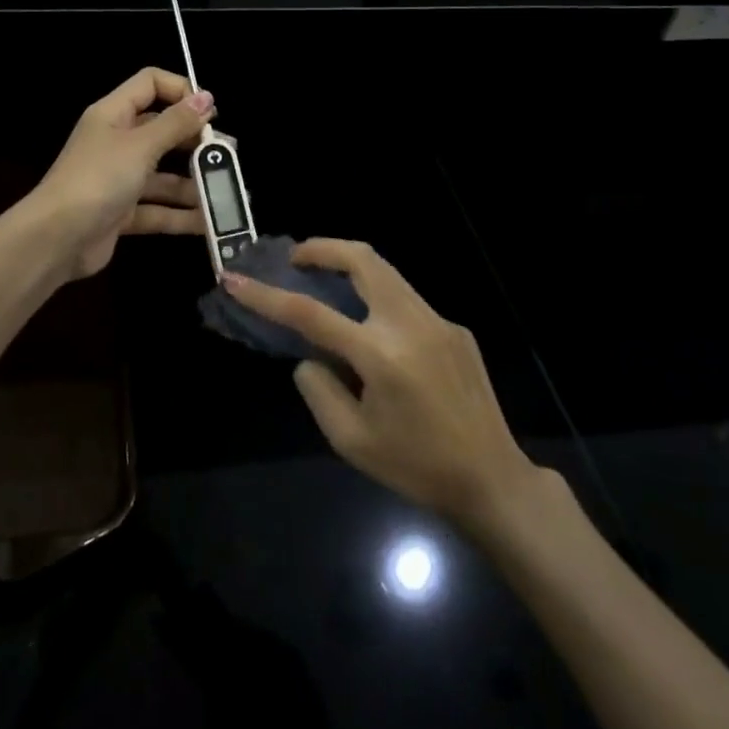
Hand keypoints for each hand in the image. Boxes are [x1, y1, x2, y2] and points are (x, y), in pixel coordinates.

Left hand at [36, 69, 212, 278]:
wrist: (55, 239)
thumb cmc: (97, 179)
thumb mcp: (140, 146)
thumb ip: (175, 123)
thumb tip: (206, 97)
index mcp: (113, 114)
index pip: (150, 84)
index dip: (181, 91)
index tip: (210, 112)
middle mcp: (116, 142)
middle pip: (162, 131)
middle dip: (196, 142)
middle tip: (228, 154)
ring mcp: (119, 179)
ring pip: (164, 175)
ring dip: (194, 183)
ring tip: (228, 191)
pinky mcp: (121, 213)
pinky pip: (158, 209)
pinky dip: (181, 215)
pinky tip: (210, 222)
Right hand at [222, 240, 548, 529]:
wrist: (493, 480)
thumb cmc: (416, 467)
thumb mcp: (351, 441)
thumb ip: (319, 390)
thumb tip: (310, 356)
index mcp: (380, 355)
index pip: (310, 313)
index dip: (267, 295)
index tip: (235, 279)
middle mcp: (410, 324)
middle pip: (363, 259)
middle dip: (322, 248)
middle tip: (296, 258)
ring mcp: (438, 321)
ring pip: (386, 272)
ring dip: (351, 267)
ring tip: (326, 283)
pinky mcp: (454, 329)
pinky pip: (406, 300)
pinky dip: (378, 298)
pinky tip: (372, 331)